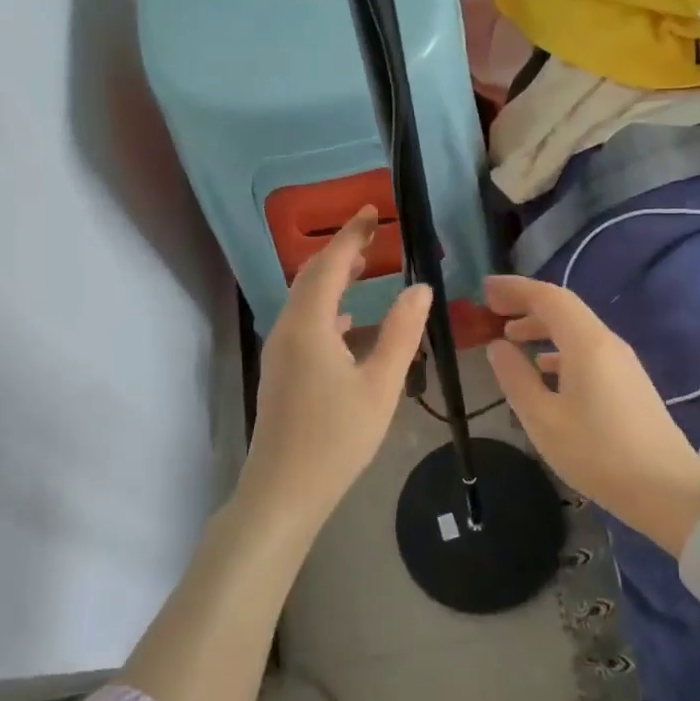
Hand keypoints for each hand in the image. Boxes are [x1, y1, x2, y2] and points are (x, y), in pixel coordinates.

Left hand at [242, 207, 431, 531]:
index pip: (330, 263)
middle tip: (373, 232)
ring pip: (305, 299)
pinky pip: (304, 322)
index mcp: (308, 325)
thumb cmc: (336, 438)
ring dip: (333, 277)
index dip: (351, 234)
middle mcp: (287, 328)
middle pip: (311, 275)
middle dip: (341, 250)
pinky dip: (327, 307)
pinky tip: (347, 322)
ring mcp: (280, 350)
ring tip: (365, 267)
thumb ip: (401, 333)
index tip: (371, 210)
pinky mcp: (281, 370)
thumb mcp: (380, 384)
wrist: (283, 491)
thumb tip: (420, 288)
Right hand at [485, 275, 699, 555]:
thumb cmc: (598, 453)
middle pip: (563, 309)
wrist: (668, 491)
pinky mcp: (627, 383)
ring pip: (575, 331)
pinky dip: (558, 349)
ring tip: (510, 339)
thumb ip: (516, 378)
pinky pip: (587, 351)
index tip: (485, 290)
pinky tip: (544, 370)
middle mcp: (607, 343)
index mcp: (586, 343)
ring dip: (541, 328)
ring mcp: (621, 363)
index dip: (515, 289)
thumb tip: (497, 346)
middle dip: (526, 305)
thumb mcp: (543, 419)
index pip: (548, 297)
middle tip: (492, 312)